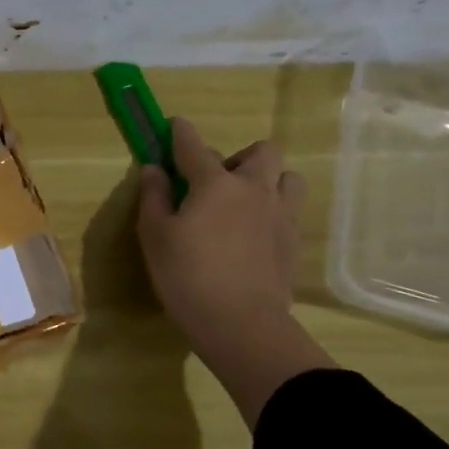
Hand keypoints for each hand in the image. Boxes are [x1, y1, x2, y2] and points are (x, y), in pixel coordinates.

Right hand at [136, 120, 334, 427]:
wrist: (241, 323)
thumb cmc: (187, 276)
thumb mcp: (155, 236)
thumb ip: (154, 197)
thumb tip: (155, 169)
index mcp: (216, 184)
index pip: (195, 146)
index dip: (181, 133)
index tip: (174, 125)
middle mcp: (254, 189)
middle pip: (260, 152)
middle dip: (238, 157)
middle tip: (215, 180)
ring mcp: (281, 214)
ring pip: (286, 177)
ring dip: (267, 179)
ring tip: (245, 202)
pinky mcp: (294, 241)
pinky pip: (290, 209)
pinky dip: (273, 209)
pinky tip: (255, 232)